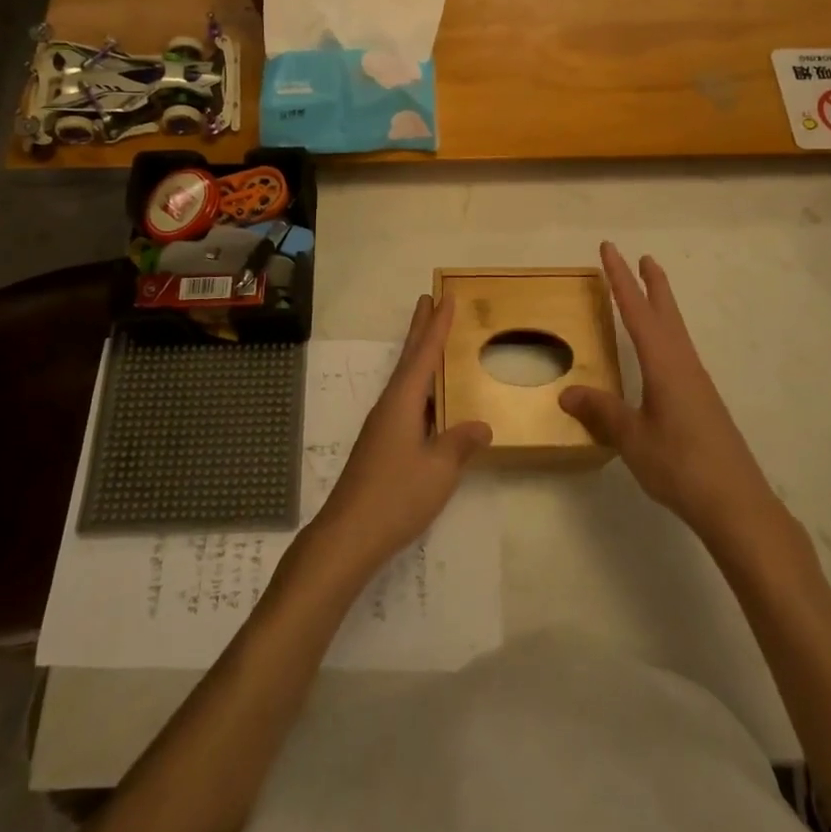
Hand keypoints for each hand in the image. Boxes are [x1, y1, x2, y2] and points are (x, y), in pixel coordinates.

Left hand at [303, 294, 491, 579]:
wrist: (349, 534)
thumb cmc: (396, 496)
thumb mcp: (439, 470)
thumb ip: (460, 443)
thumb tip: (481, 425)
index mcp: (402, 401)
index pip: (424, 354)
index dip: (437, 325)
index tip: (445, 297)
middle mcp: (389, 405)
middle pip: (408, 358)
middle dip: (420, 329)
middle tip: (429, 300)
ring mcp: (382, 425)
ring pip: (405, 380)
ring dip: (418, 356)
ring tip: (432, 339)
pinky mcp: (381, 444)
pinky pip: (406, 401)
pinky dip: (420, 386)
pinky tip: (430, 400)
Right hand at [561, 243, 775, 542]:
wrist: (737, 503)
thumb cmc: (681, 465)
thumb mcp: (632, 438)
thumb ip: (601, 412)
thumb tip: (567, 392)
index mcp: (665, 364)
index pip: (637, 311)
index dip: (620, 278)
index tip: (610, 249)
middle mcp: (684, 364)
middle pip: (667, 313)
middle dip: (653, 284)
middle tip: (645, 257)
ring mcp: (697, 384)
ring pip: (677, 333)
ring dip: (662, 308)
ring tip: (651, 295)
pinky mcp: (703, 402)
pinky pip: (680, 354)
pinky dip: (666, 337)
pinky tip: (661, 356)